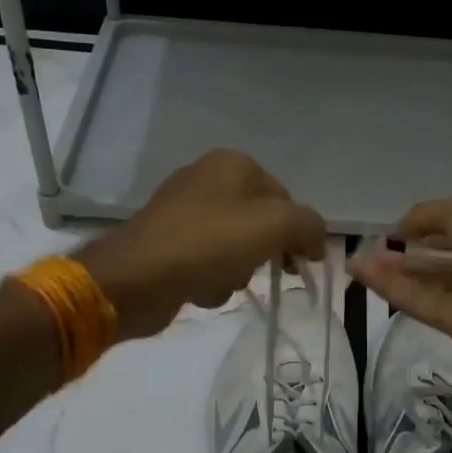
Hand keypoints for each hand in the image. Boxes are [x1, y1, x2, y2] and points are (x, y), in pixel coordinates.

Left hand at [75, 150, 326, 341]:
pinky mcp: (168, 243)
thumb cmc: (208, 244)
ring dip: (236, 272)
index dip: (296, 232)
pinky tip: (198, 289)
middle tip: (259, 270)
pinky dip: (210, 280)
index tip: (298, 263)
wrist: (135, 279)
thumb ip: (308, 226)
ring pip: (236, 248)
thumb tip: (316, 242)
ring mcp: (183, 212)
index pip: (285, 197)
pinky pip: (208, 264)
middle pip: (260, 224)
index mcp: (232, 163)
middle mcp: (207, 179)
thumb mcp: (274, 226)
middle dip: (262, 253)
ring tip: (219, 280)